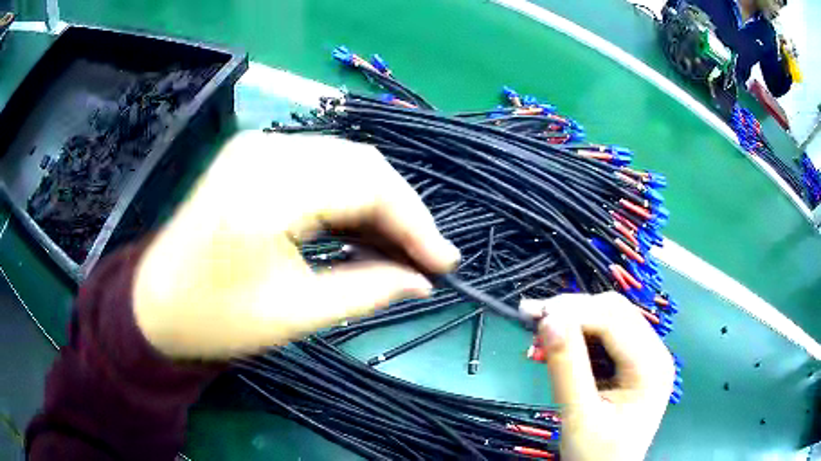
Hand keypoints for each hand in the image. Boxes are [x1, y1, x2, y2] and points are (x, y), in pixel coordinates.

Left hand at [133, 131, 459, 358]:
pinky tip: (363, 229)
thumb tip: (422, 282)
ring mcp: (257, 146)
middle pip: (362, 164)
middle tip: (426, 258)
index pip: (368, 184)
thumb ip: (367, 290)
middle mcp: (265, 150)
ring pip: (345, 161)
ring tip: (401, 248)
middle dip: (402, 212)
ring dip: (378, 204)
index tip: (444, 262)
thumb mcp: (295, 313)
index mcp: (267, 189)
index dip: (415, 223)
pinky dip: (348, 196)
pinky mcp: (254, 154)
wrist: (156, 302)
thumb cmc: (215, 319)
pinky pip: (320, 166)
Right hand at [521, 293, 674, 460]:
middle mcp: (655, 353)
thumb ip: (566, 368)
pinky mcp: (633, 365)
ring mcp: (646, 357)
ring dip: (574, 323)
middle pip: (615, 313)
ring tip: (539, 337)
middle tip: (532, 320)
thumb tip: (548, 319)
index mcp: (652, 366)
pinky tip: (555, 348)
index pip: (614, 320)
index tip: (533, 315)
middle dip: (573, 312)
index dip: (574, 312)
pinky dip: (579, 338)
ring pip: (610, 320)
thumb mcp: (579, 416)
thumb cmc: (596, 455)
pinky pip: (607, 337)